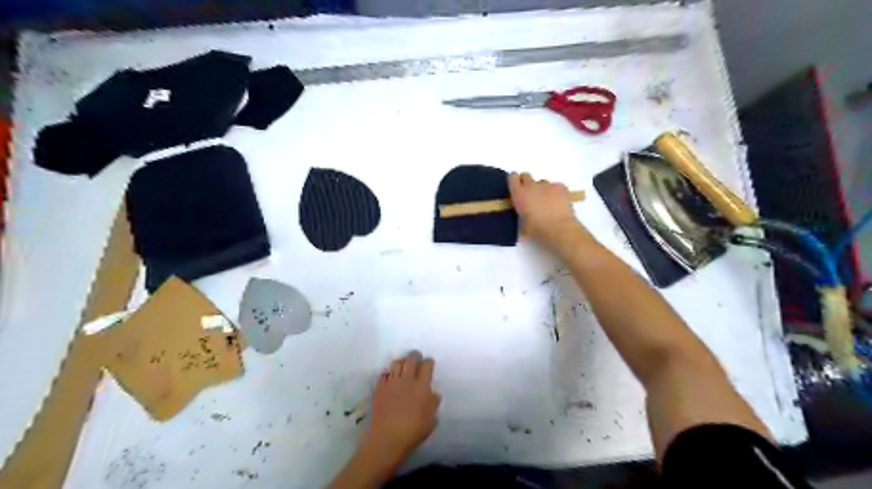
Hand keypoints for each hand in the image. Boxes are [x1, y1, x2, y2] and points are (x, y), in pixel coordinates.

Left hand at [362, 351, 442, 465]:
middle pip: (411, 359)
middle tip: (417, 358)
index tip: (429, 363)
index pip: (427, 365)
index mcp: (422, 386)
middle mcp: (407, 380)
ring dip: (401, 362)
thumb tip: (433, 393)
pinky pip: (384, 374)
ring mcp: (391, 383)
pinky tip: (390, 378)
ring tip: (403, 366)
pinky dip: (388, 373)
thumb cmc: (413, 432)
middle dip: (415, 356)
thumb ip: (433, 403)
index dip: (429, 362)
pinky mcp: (379, 388)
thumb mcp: (431, 419)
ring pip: (396, 363)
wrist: (387, 439)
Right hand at [509, 172, 587, 256]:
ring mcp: (547, 185)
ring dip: (542, 190)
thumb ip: (520, 213)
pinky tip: (558, 203)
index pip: (512, 177)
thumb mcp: (522, 224)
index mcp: (519, 194)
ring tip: (547, 203)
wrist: (560, 230)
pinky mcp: (561, 187)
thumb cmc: (538, 230)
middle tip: (530, 196)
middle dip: (526, 183)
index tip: (516, 188)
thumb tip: (523, 213)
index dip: (514, 181)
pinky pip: (555, 186)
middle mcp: (531, 186)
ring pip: (542, 182)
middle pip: (526, 176)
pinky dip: (555, 193)